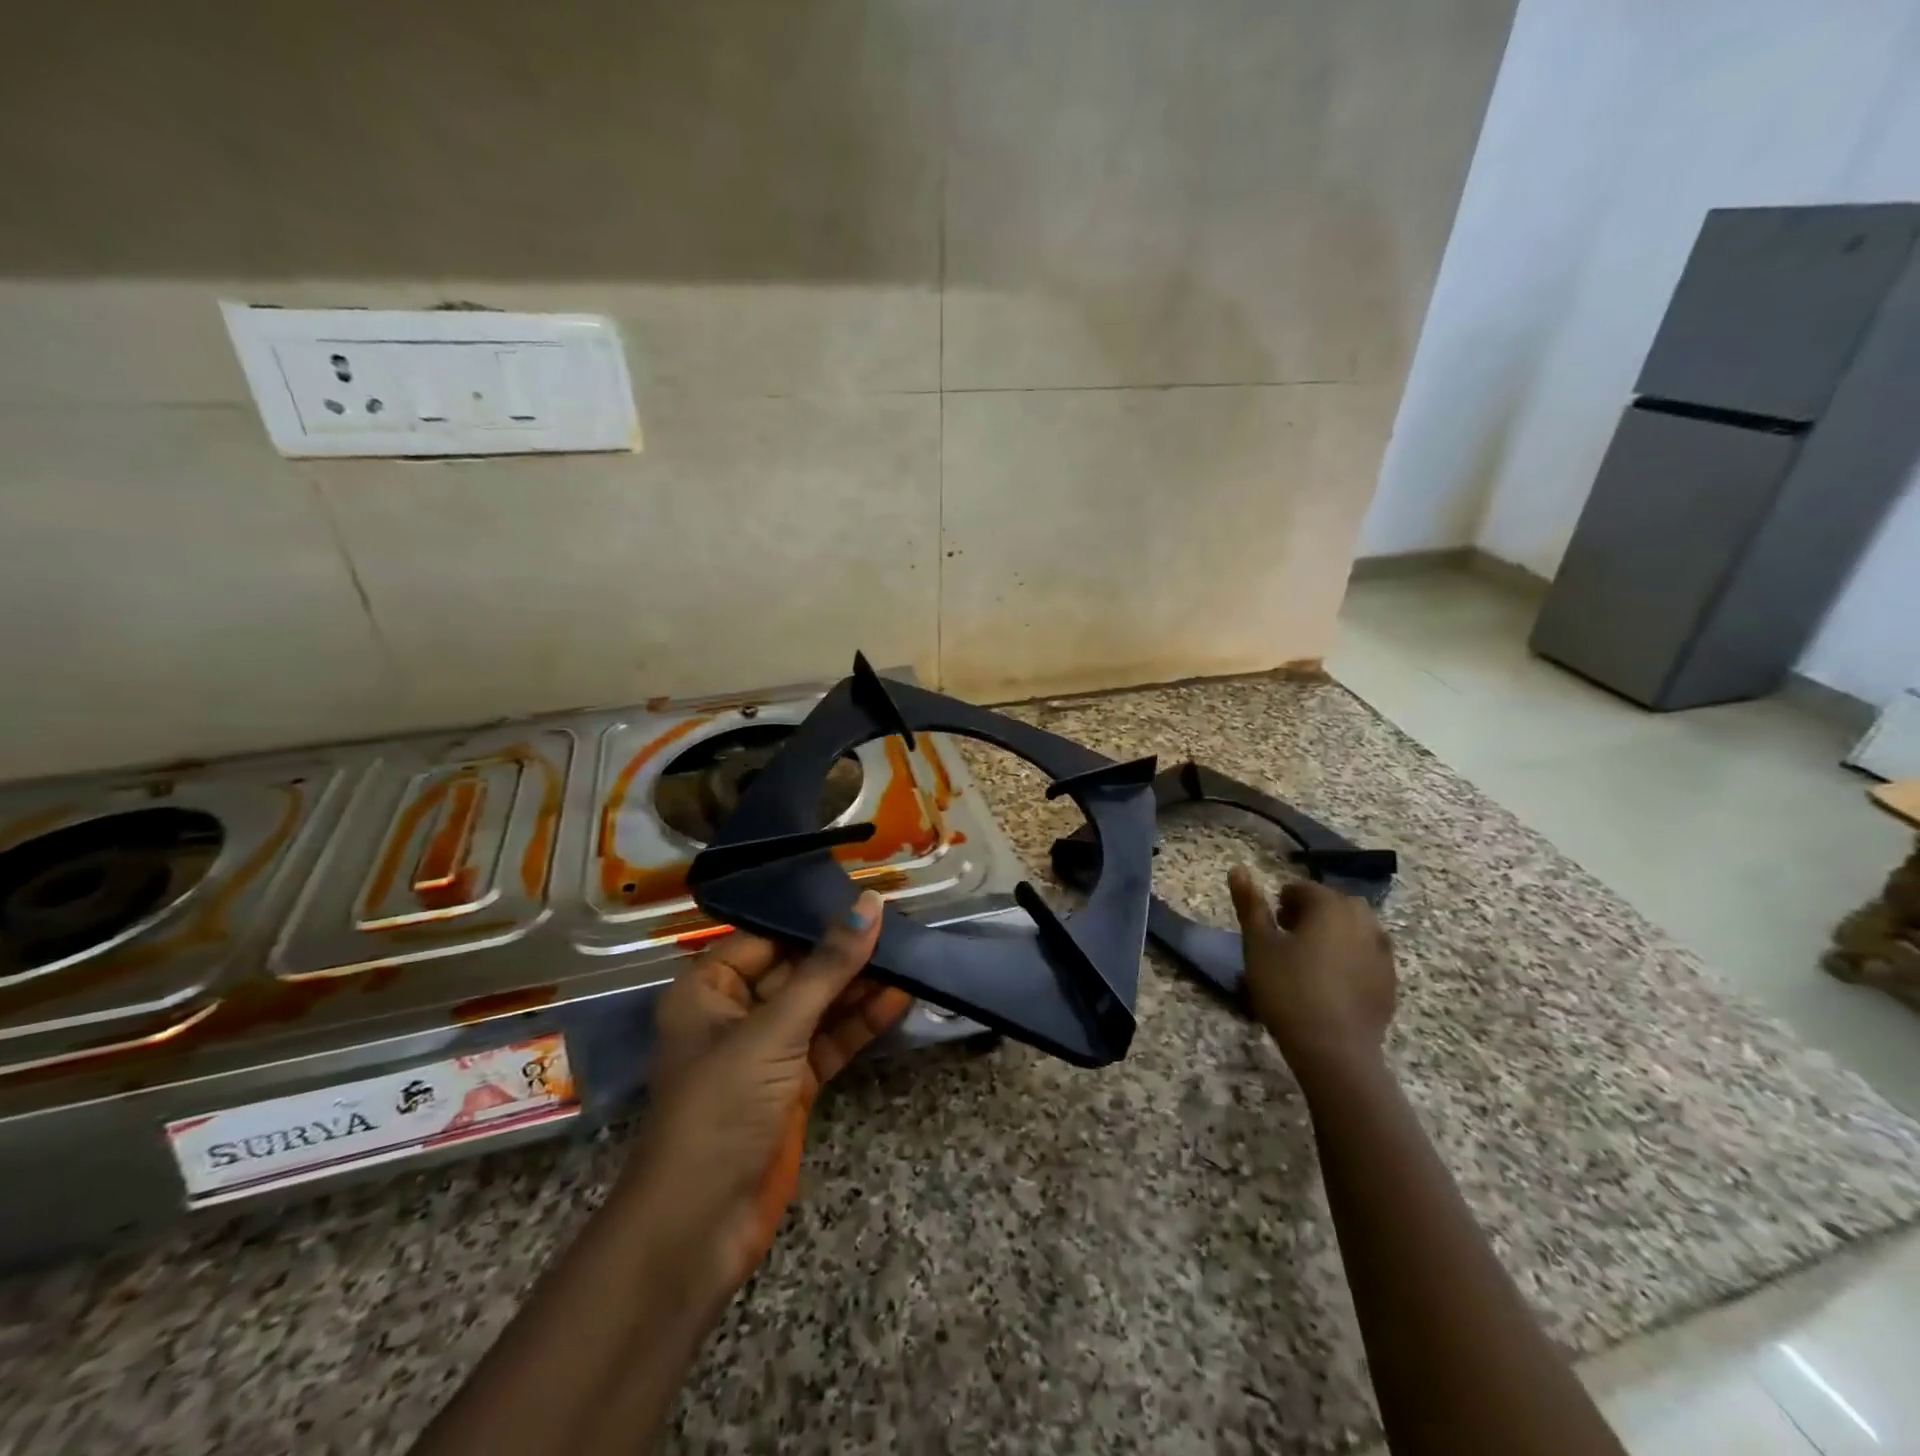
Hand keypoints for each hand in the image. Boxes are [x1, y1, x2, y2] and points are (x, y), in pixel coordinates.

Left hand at [624, 891, 911, 1293]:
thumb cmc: (723, 1108)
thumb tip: (871, 904)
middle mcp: (735, 1011)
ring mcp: (766, 1050)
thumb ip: (828, 967)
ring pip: (819, 1006)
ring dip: (860, 988)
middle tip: (901, 927)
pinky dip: (861, 1024)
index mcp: (709, 988)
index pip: (769, 937)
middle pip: (798, 970)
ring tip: (911, 959)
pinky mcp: (792, 1083)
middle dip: (846, 954)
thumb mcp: (776, 1029)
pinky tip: (899, 1001)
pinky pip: (830, 1040)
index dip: (817, 919)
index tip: (869, 900)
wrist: (700, 1227)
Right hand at [1228, 868, 1396, 1078]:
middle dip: (1310, 914)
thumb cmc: (1288, 990)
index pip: (1303, 889)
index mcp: (1330, 906)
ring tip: (1309, 960)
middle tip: (1287, 940)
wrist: (1334, 1050)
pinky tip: (1331, 983)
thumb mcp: (1258, 945)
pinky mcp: (1390, 980)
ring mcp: (1382, 951)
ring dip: (1332, 934)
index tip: (1270, 926)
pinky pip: (1367, 955)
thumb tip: (1239, 867)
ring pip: (1354, 928)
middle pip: (1333, 904)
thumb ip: (1250, 905)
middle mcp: (1363, 920)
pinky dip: (1349, 957)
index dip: (1282, 903)